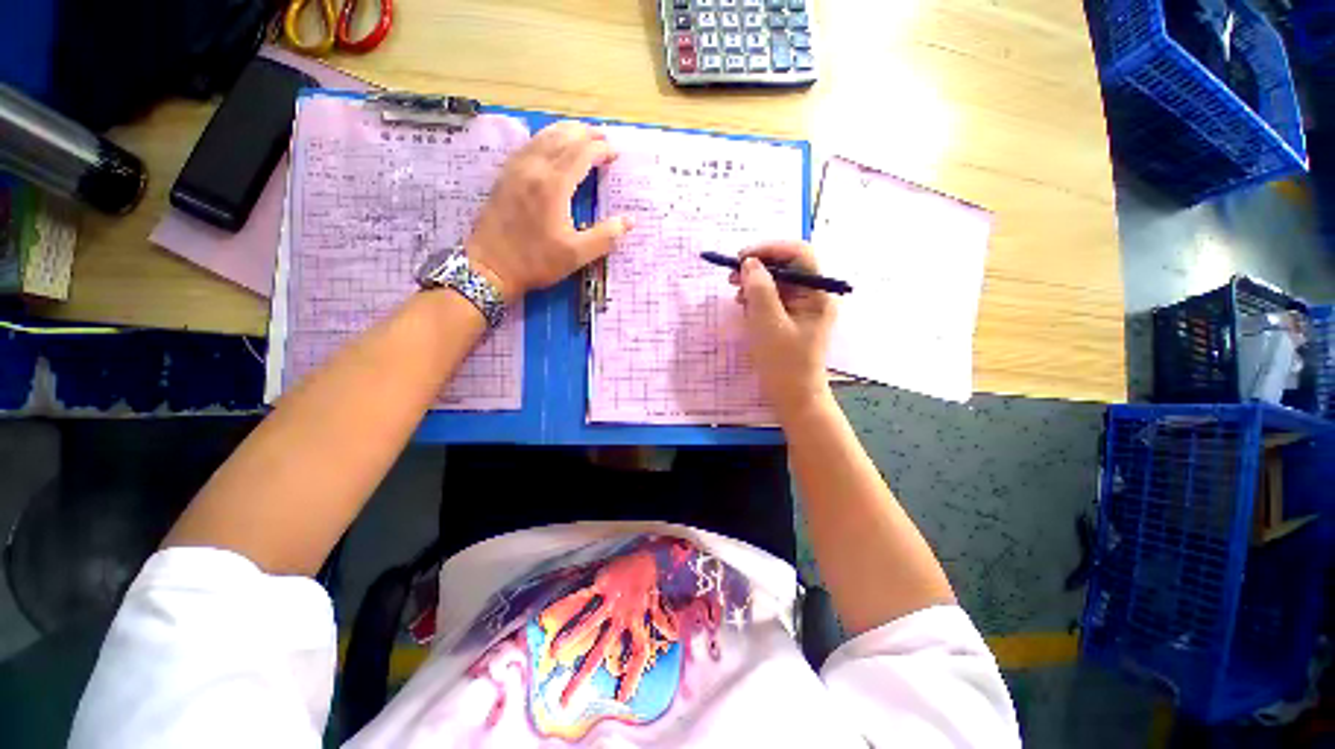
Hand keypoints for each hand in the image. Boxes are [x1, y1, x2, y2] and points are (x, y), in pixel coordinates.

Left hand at [465, 121, 633, 299]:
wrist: (490, 267)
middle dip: (585, 134)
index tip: (615, 153)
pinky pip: (528, 146)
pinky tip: (549, 144)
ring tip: (581, 133)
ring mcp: (516, 170)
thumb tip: (630, 221)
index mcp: (554, 186)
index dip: (601, 150)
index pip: (582, 154)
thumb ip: (605, 236)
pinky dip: (544, 139)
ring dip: (565, 131)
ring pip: (542, 138)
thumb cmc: (536, 262)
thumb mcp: (576, 255)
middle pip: (562, 138)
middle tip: (603, 137)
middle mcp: (534, 169)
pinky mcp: (504, 176)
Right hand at [730, 241, 834, 419]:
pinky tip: (743, 306)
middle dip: (758, 267)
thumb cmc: (784, 363)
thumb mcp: (768, 325)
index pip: (799, 254)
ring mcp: (801, 307)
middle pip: (786, 266)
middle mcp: (813, 295)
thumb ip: (759, 291)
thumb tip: (750, 262)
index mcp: (818, 294)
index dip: (771, 249)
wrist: (793, 397)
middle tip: (731, 276)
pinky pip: (772, 298)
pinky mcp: (789, 318)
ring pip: (776, 281)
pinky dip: (756, 298)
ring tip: (735, 294)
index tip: (742, 257)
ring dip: (754, 283)